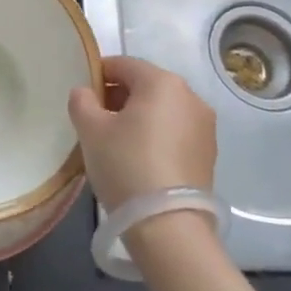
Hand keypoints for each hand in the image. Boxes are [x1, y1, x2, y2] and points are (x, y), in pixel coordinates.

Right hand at [68, 55, 215, 210]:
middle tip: (94, 121)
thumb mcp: (91, 130)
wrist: (169, 226)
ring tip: (115, 143)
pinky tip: (138, 160)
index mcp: (163, 82)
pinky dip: (155, 136)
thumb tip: (85, 93)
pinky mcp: (208, 153)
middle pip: (145, 85)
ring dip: (138, 117)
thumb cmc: (126, 165)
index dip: (98, 75)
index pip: (123, 64)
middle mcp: (190, 96)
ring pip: (162, 110)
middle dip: (118, 97)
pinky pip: (175, 132)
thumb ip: (82, 101)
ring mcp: (204, 126)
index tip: (82, 97)